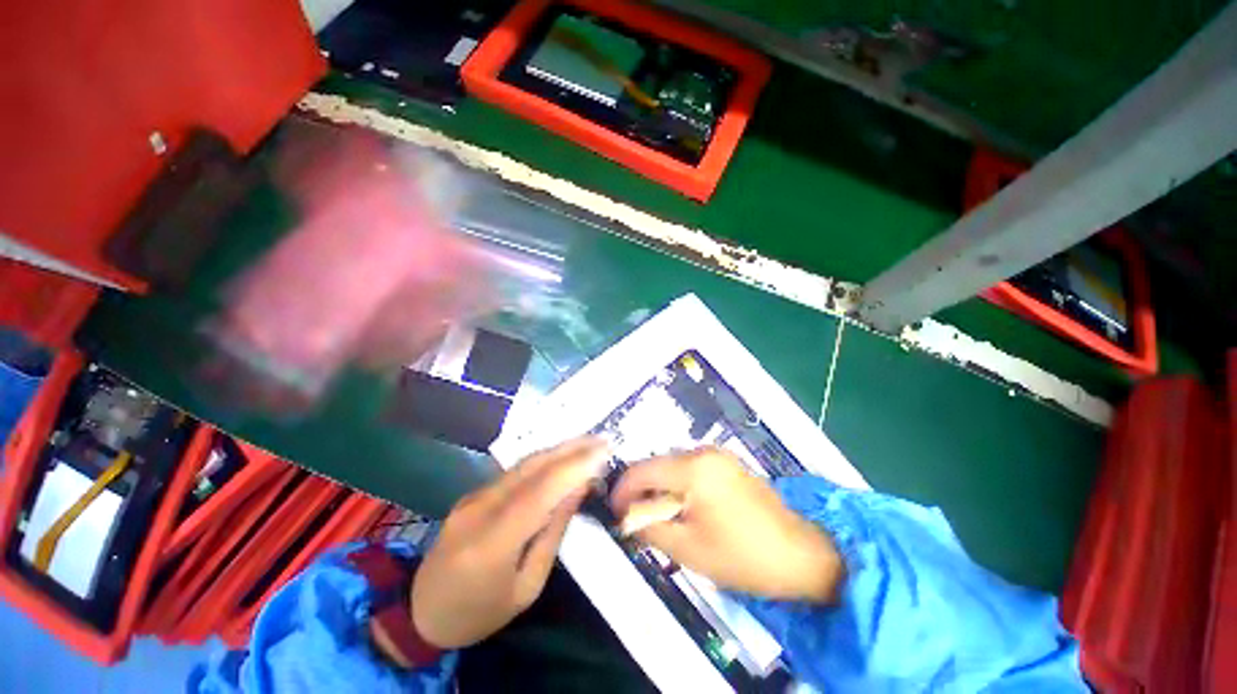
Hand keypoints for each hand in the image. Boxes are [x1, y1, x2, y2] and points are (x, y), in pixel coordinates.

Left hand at [409, 437, 608, 647]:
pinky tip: (562, 456)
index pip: (540, 492)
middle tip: (602, 440)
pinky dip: (544, 460)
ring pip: (523, 463)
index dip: (574, 467)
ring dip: (559, 449)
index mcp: (491, 543)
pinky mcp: (474, 492)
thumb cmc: (480, 612)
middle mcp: (480, 509)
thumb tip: (577, 490)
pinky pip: (515, 471)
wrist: (421, 612)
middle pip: (532, 467)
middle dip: (571, 449)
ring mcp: (473, 496)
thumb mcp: (527, 587)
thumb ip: (553, 533)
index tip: (604, 453)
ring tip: (588, 442)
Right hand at [610, 447, 841, 602]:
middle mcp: (702, 452)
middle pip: (656, 465)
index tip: (613, 512)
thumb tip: (625, 517)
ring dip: (659, 488)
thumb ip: (649, 527)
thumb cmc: (743, 556)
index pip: (642, 470)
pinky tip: (682, 508)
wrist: (803, 554)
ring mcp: (718, 455)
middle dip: (641, 490)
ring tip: (656, 516)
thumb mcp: (688, 549)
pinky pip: (690, 468)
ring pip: (673, 466)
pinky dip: (678, 485)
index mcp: (692, 468)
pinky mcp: (727, 463)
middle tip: (634, 519)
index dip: (622, 490)